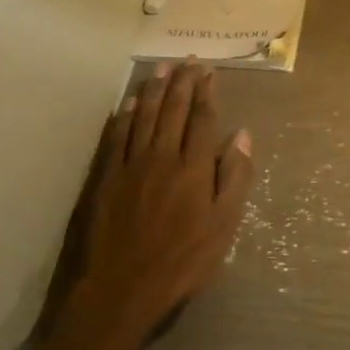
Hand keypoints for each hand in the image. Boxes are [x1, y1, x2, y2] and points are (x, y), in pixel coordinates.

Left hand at [65, 62, 253, 348]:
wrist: (121, 289)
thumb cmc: (182, 262)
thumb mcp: (223, 226)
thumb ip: (235, 178)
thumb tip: (243, 134)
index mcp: (193, 167)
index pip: (202, 119)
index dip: (206, 92)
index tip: (209, 71)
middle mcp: (162, 156)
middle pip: (172, 110)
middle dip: (181, 82)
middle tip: (187, 60)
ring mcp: (131, 165)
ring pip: (143, 116)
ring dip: (153, 90)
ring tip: (160, 68)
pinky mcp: (107, 178)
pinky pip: (117, 137)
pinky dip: (124, 116)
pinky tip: (127, 103)